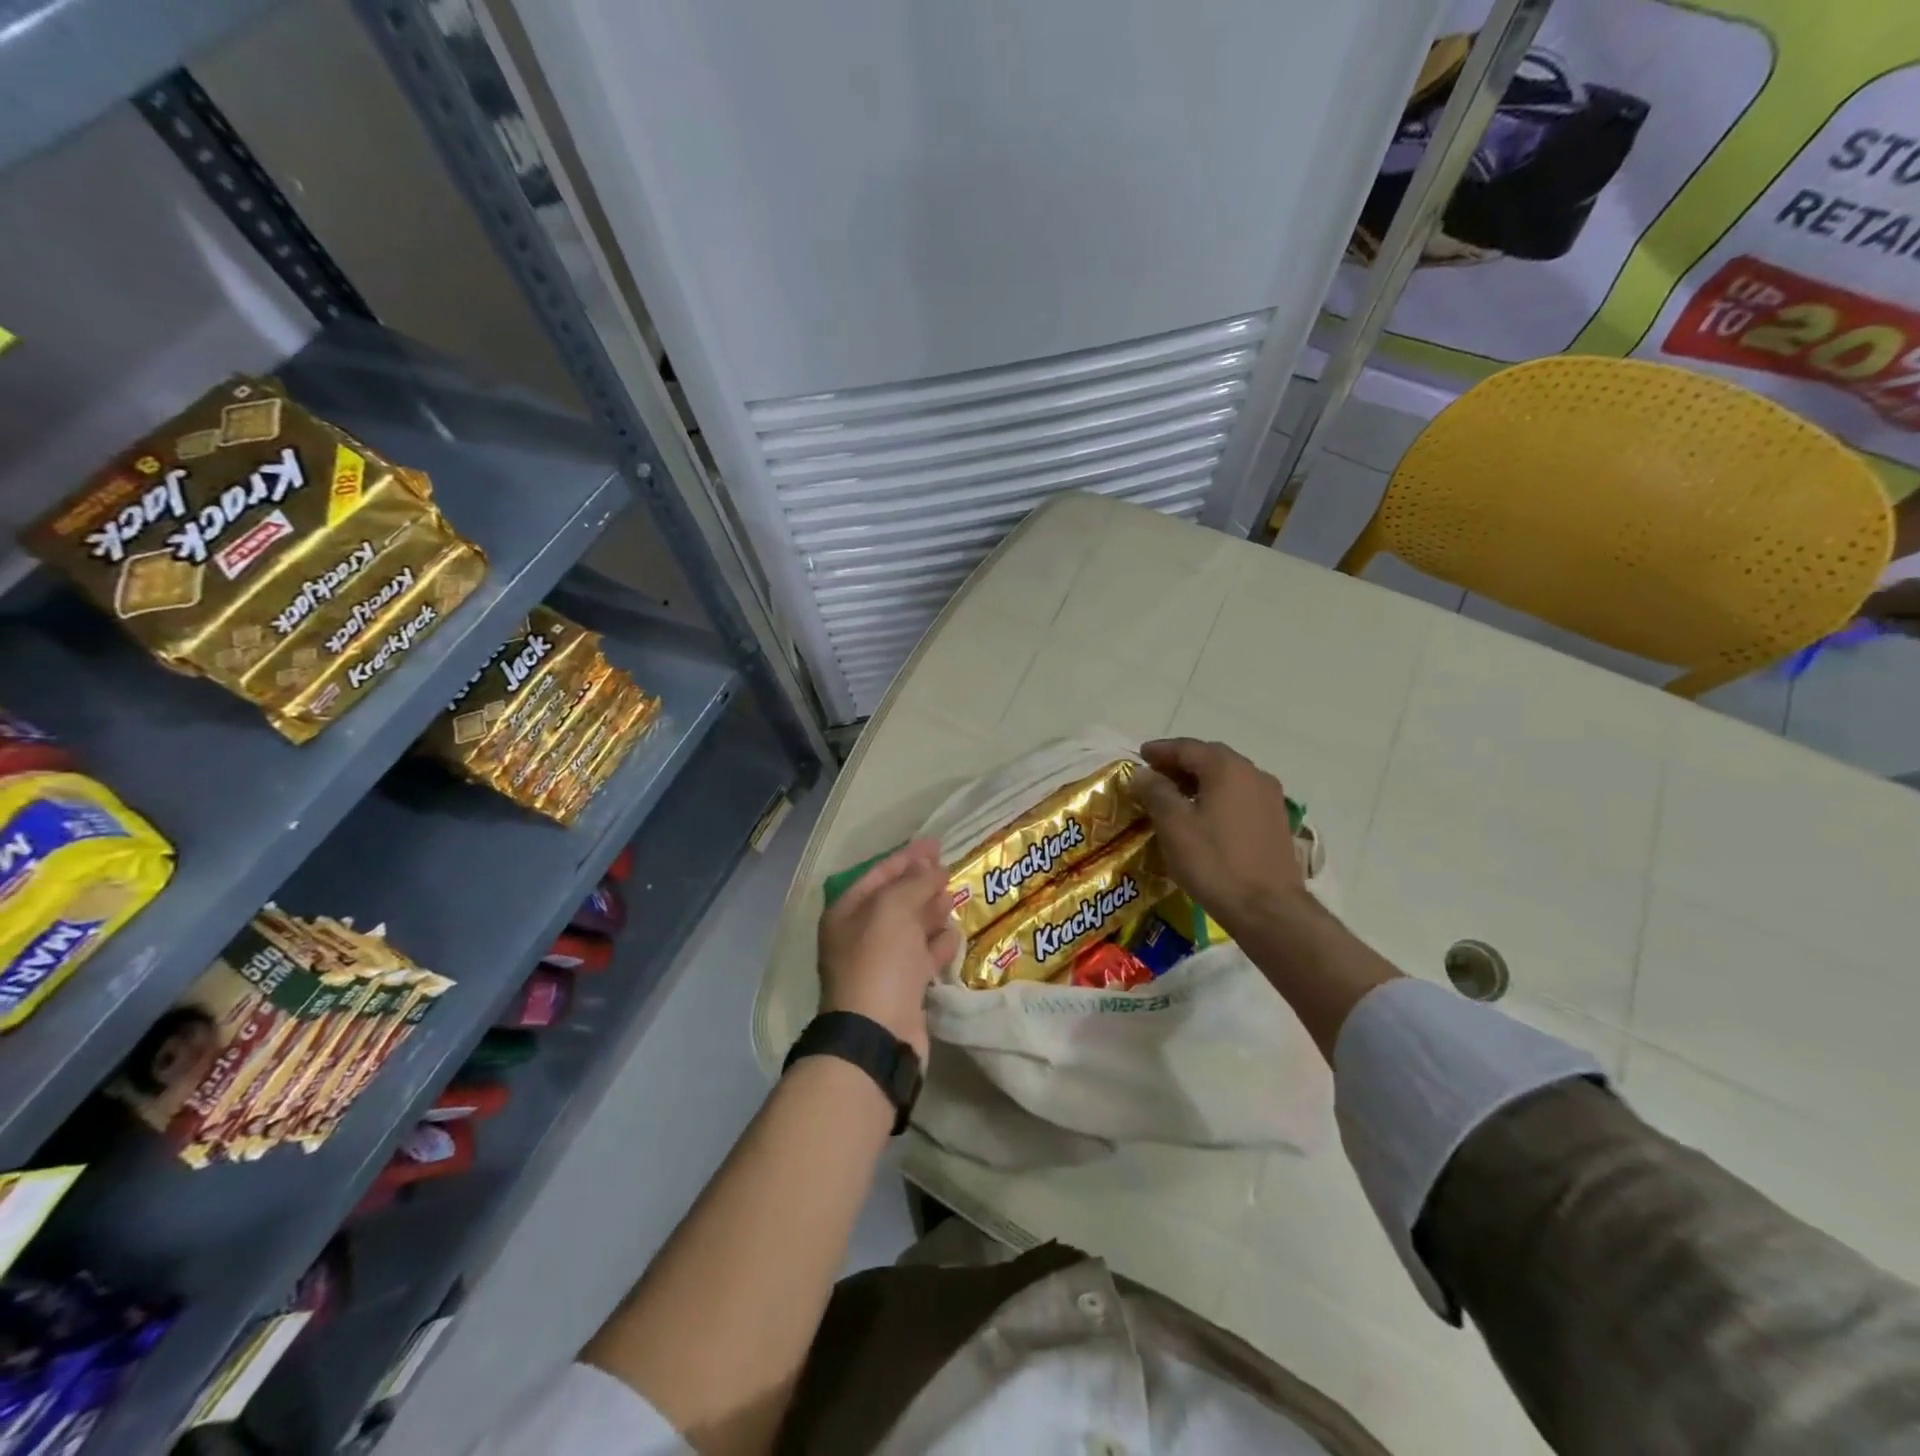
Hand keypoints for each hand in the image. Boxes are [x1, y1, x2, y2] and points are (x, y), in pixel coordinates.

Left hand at [817, 840, 957, 1062]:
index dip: (906, 857)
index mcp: (847, 913)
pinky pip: (921, 958)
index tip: (935, 844)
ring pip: (909, 929)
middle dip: (920, 883)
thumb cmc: (879, 961)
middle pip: (894, 900)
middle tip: (948, 869)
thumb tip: (931, 868)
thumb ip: (914, 882)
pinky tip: (954, 934)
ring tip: (954, 897)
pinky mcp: (902, 989)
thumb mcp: (893, 908)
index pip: (878, 874)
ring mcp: (881, 964)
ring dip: (930, 911)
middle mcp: (860, 936)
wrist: (878, 1034)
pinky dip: (937, 944)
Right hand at [1128, 738, 1305, 934]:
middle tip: (1155, 775)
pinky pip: (1241, 795)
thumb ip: (1155, 791)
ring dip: (1200, 780)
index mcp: (1226, 768)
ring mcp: (1270, 797)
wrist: (1267, 908)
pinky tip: (1205, 815)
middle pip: (1210, 758)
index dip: (1160, 750)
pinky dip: (1218, 795)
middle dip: (1181, 763)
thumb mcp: (1173, 825)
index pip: (1187, 747)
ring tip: (1176, 796)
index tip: (1140, 756)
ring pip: (1228, 777)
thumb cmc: (1213, 862)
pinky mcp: (1276, 820)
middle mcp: (1253, 773)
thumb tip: (1143, 773)